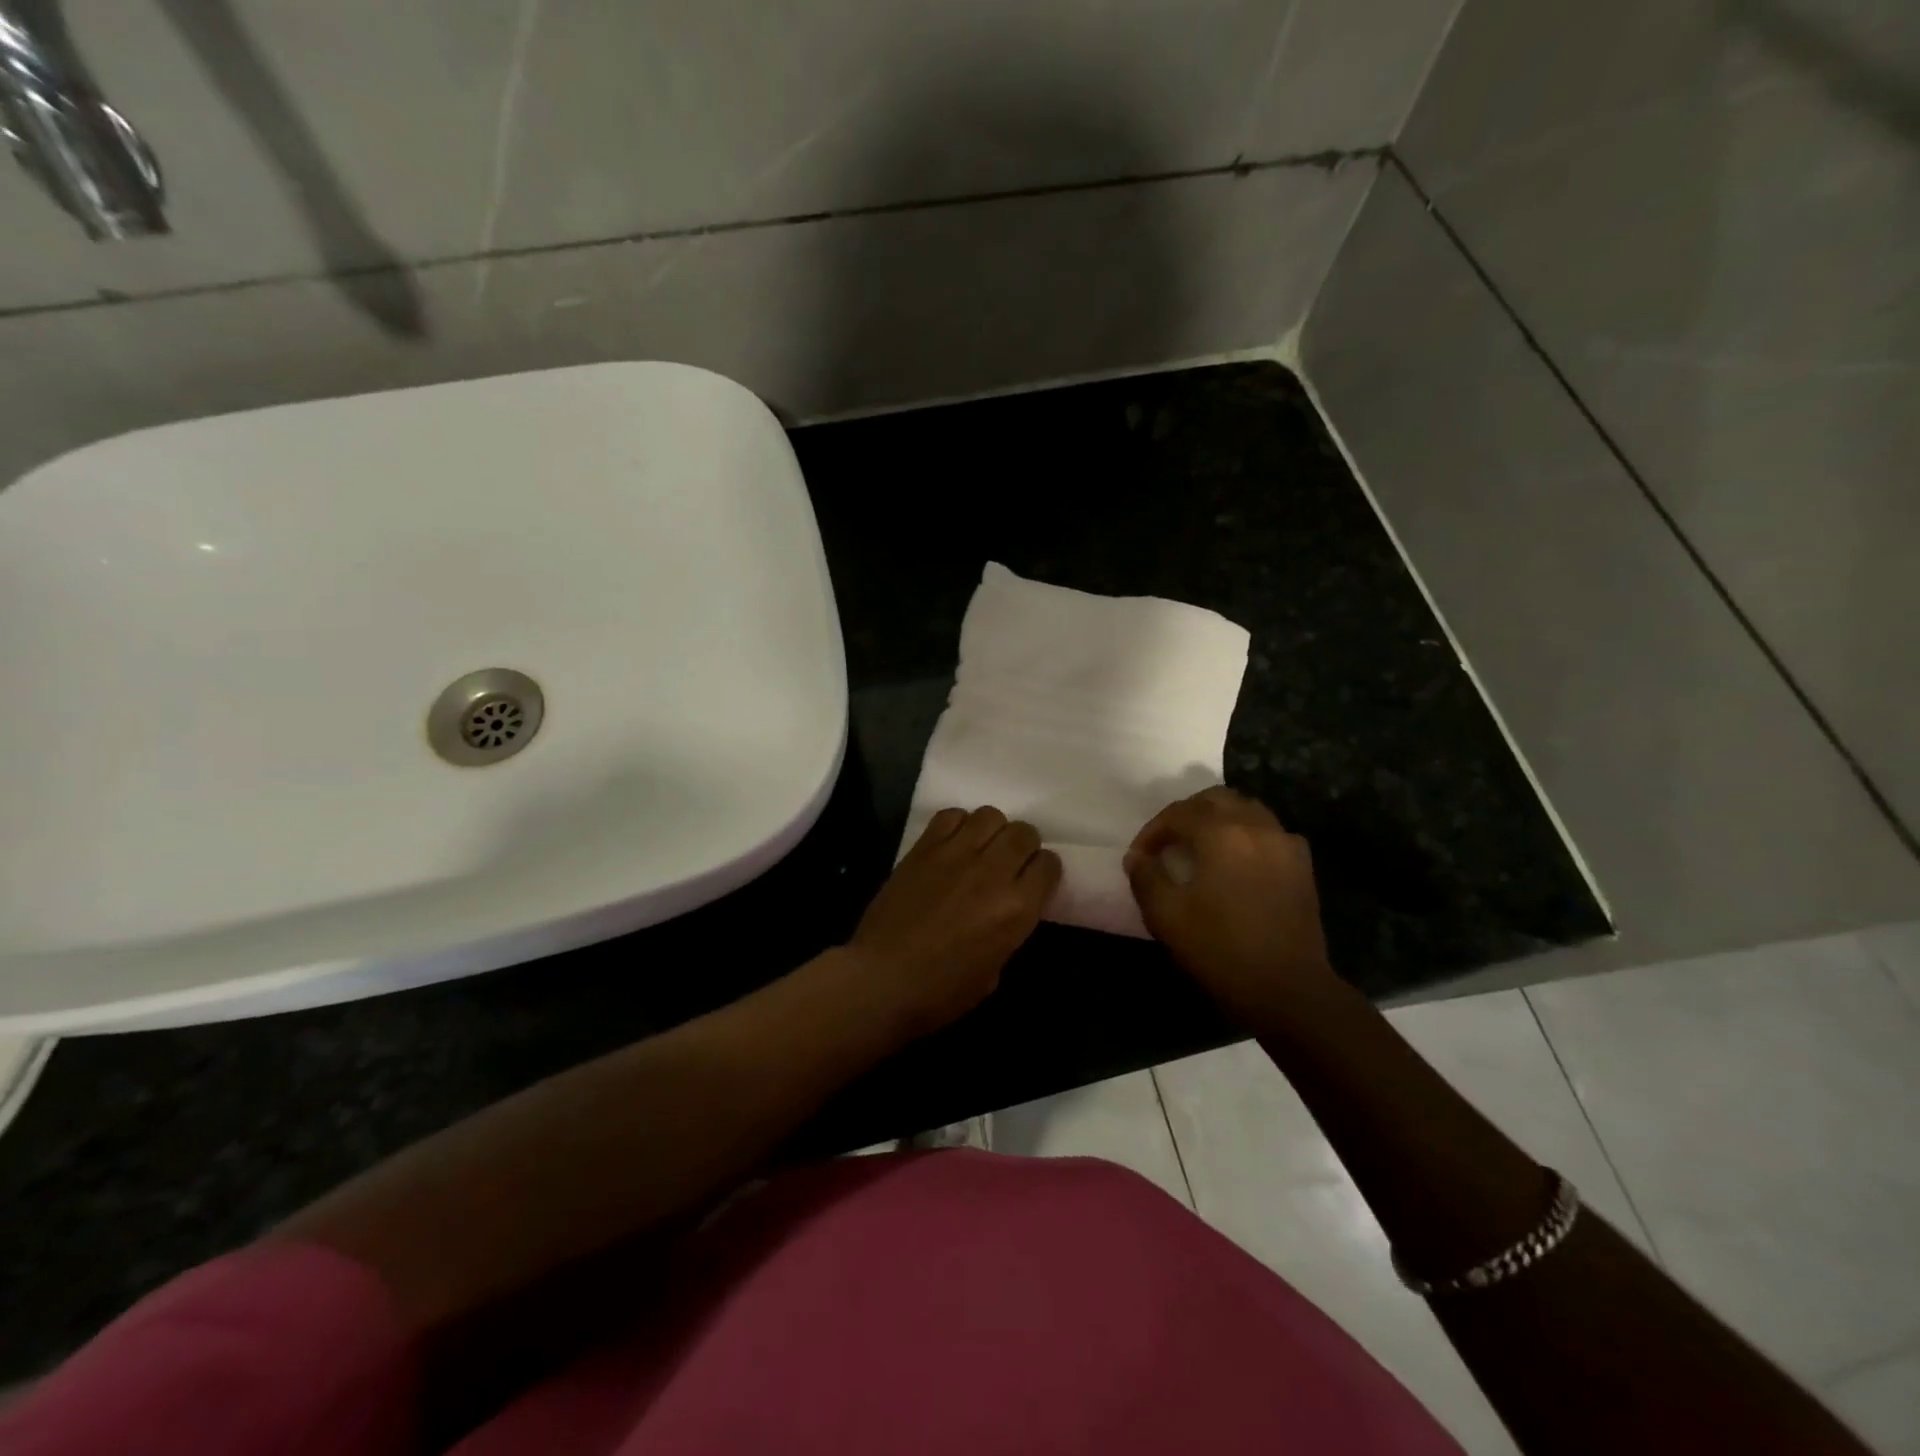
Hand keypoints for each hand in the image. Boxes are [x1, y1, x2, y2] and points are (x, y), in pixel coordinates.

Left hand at [844, 807, 1062, 1039]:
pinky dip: (958, 824)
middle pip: (1024, 833)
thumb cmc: (940, 992)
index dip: (1043, 872)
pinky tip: (952, 844)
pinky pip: (951, 816)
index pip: (1049, 865)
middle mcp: (992, 872)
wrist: (881, 980)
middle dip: (1023, 846)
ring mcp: (956, 854)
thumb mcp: (993, 973)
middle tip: (1010, 862)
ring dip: (992, 830)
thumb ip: (1007, 932)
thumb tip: (1004, 913)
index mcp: (1017, 908)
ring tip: (981, 848)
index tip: (1033, 881)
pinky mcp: (924, 848)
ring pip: (991, 815)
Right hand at [1124, 787, 1340, 1027]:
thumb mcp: (1167, 917)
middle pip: (1216, 799)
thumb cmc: (1221, 950)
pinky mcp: (1302, 866)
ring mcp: (1285, 844)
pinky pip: (1270, 831)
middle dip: (1187, 814)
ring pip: (1247, 809)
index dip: (1153, 831)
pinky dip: (1247, 835)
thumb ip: (1146, 878)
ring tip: (1200, 847)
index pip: (1178, 813)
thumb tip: (1137, 857)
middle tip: (1169, 841)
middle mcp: (1257, 827)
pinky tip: (1237, 862)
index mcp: (1222, 834)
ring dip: (1219, 819)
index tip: (1140, 856)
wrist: (1288, 990)